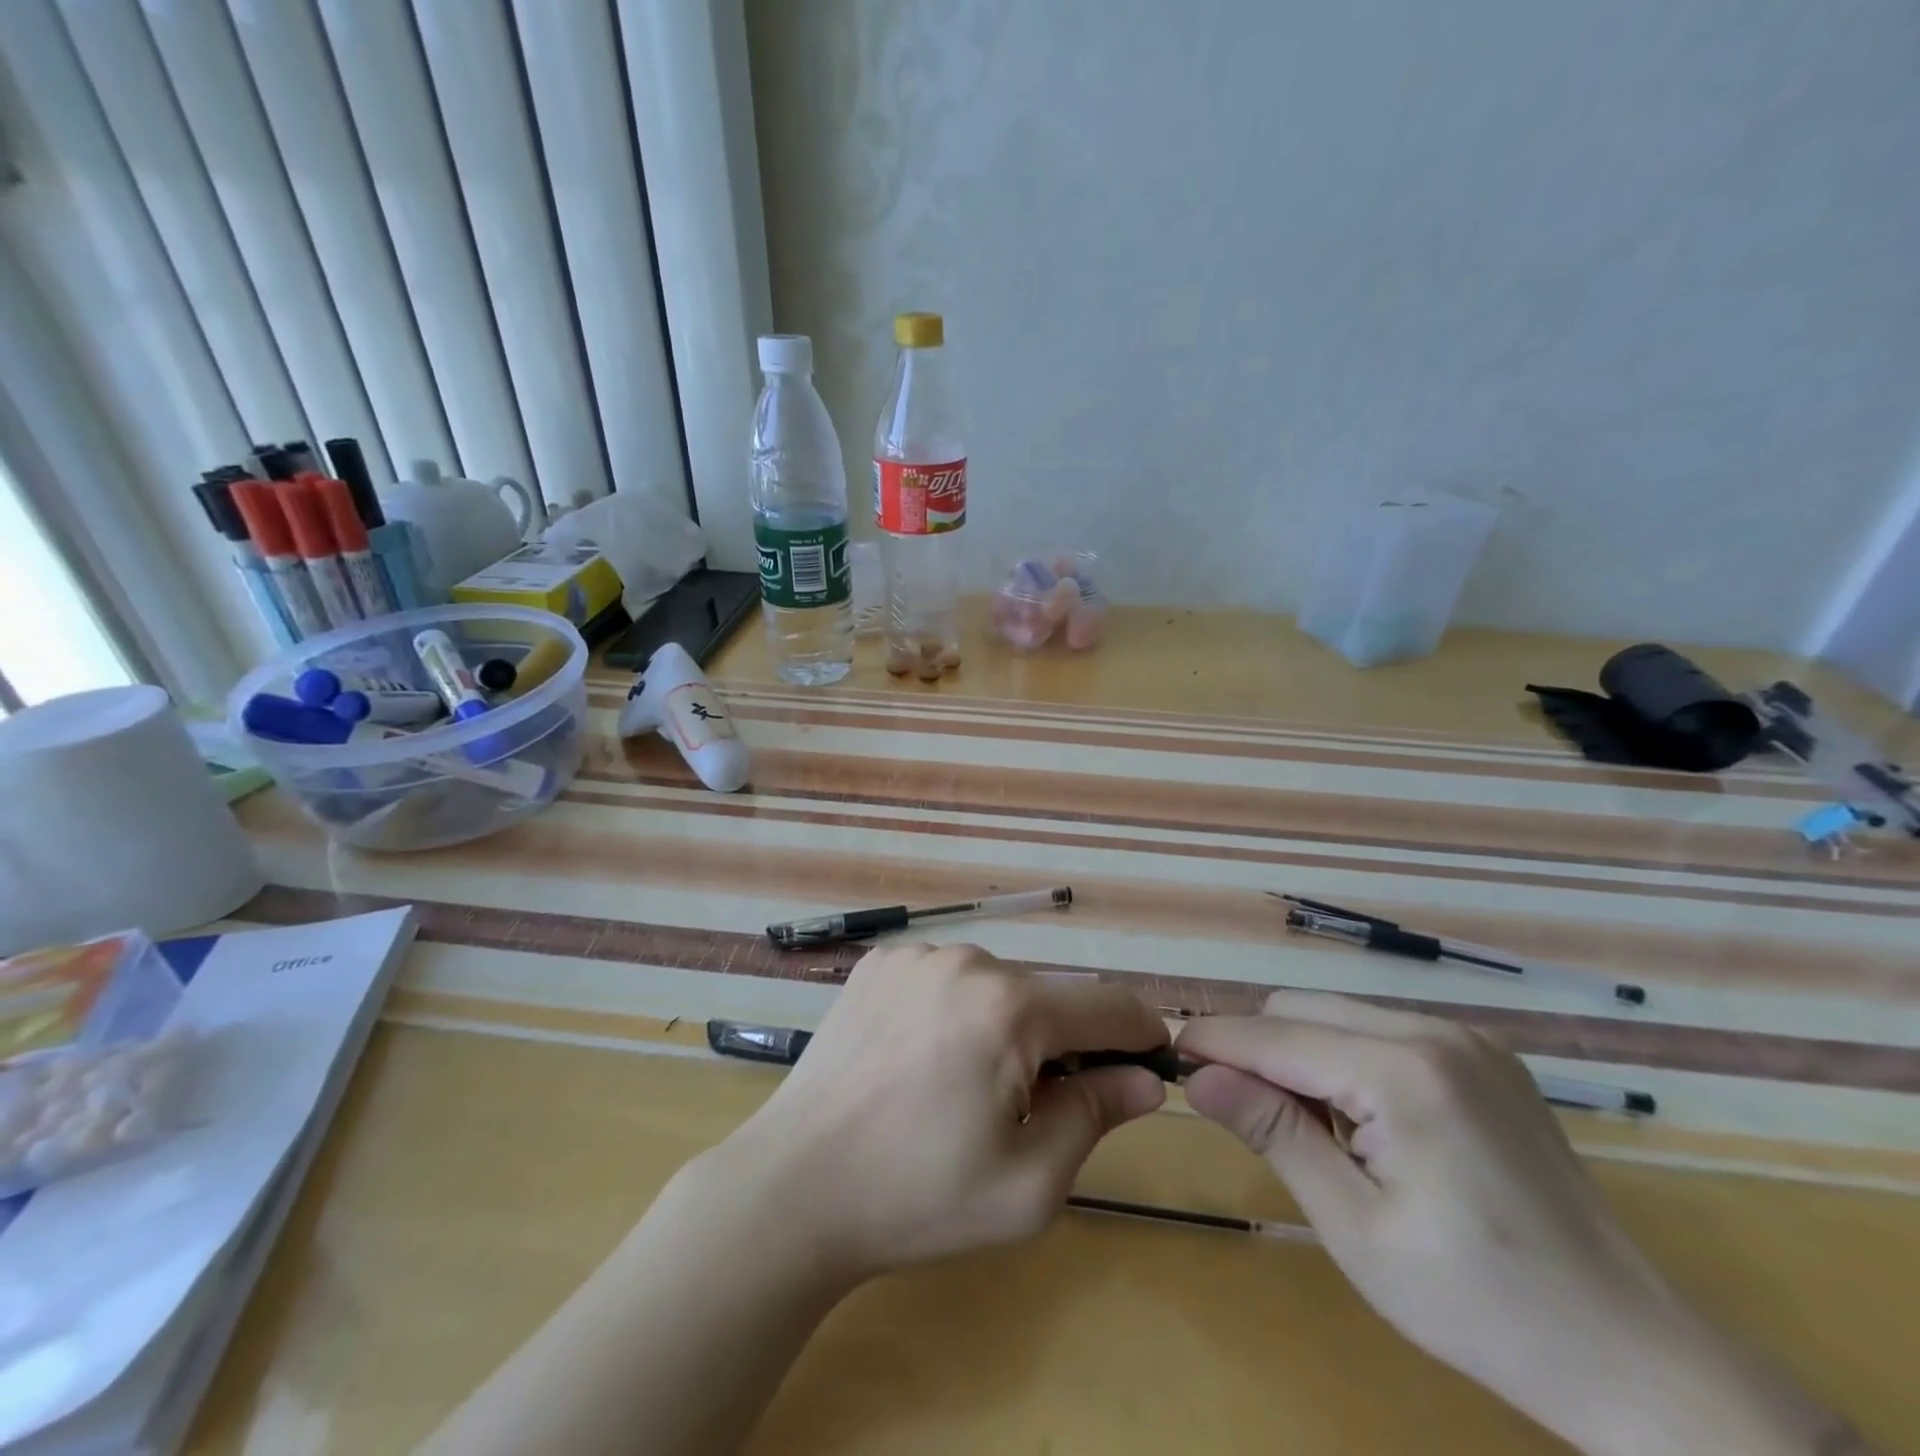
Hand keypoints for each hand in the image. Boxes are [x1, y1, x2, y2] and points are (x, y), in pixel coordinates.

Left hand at [710, 943, 1168, 1282]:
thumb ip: (1095, 1116)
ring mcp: (916, 955)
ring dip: (1003, 1026)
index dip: (1140, 1034)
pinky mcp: (878, 963)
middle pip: (1046, 997)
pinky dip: (953, 1012)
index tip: (1148, 1064)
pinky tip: (919, 1060)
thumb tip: (1143, 1079)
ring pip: (993, 986)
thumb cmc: (918, 1197)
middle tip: (1032, 1108)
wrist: (793, 1186)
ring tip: (963, 1089)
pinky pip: (943, 980)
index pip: (1108, 1005)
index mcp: (1011, 1008)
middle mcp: (967, 960)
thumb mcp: (1028, 1183)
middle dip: (1060, 1044)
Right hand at [1177, 991, 1863, 1455]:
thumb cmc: (1480, 1305)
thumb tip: (1199, 1077)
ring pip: (1338, 1013)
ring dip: (1301, 1055)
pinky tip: (1366, 1123)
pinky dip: (1347, 1059)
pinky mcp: (1484, 1054)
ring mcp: (1467, 1037)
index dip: (1213, 1041)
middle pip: (1301, 1009)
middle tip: (1244, 1115)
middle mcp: (1434, 1031)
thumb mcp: (1355, 1227)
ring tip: (1312, 1131)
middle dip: (1257, 1049)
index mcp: (1402, 1071)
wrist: (1635, 1356)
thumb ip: (1273, 1134)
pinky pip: (1381, 1030)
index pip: (1274, 1034)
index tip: (1168, 1056)